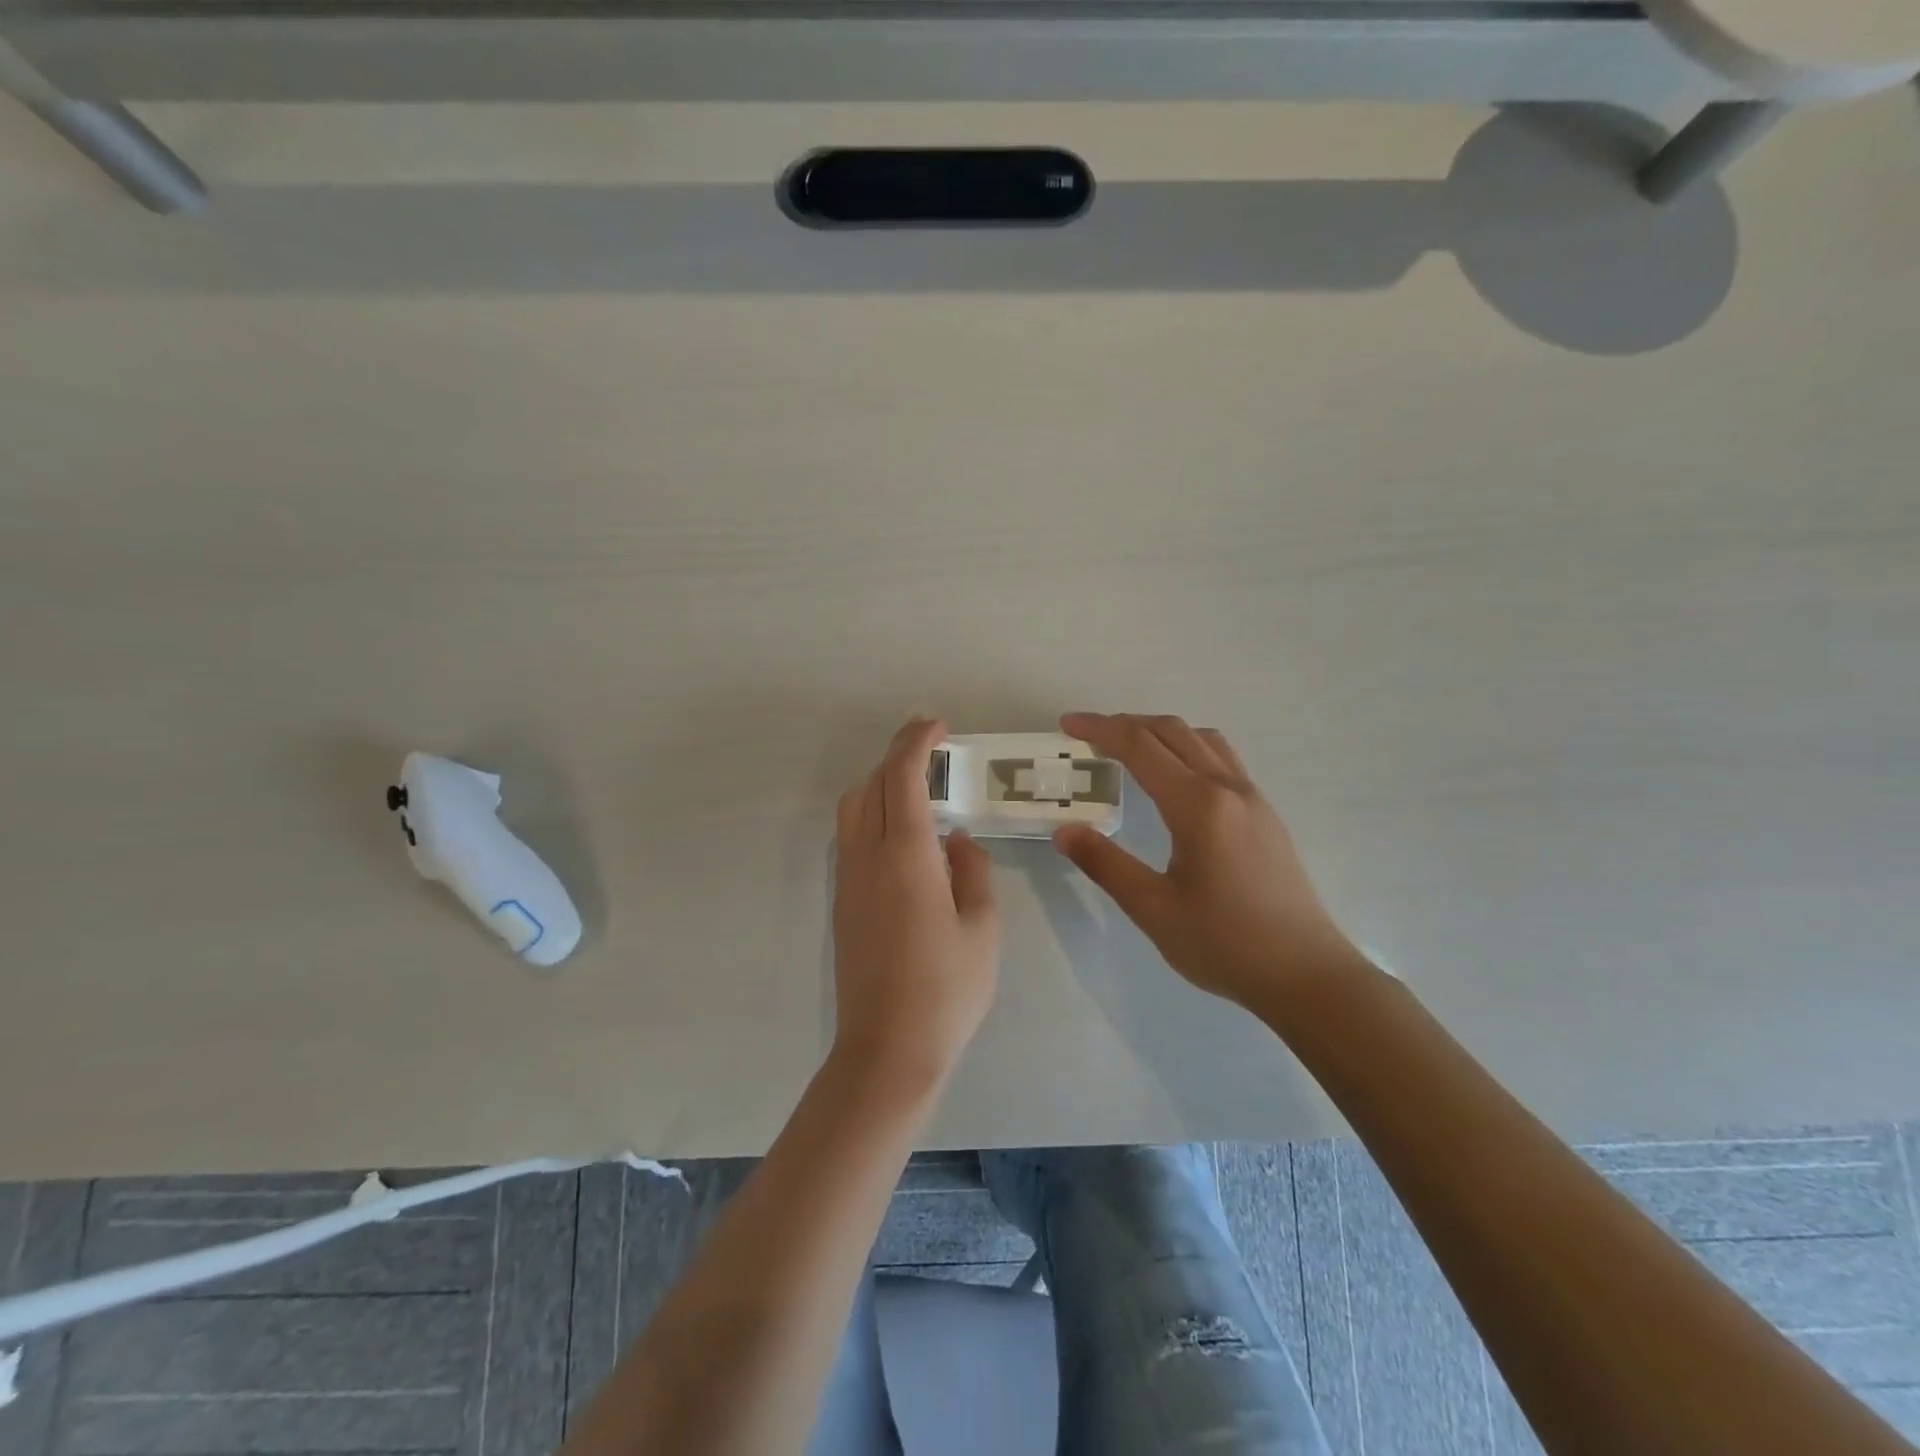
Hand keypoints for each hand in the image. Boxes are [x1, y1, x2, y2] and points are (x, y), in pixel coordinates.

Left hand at [831, 717, 1001, 1096]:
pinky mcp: (842, 901)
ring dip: (880, 784)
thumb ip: (973, 871)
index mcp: (906, 856)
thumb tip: (955, 841)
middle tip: (933, 751)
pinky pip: (851, 836)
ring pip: (853, 809)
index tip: (938, 726)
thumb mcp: (983, 927)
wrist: (888, 1049)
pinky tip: (904, 834)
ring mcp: (848, 880)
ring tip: (919, 788)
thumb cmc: (947, 988)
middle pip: (869, 785)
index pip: (901, 778)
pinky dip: (872, 813)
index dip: (916, 742)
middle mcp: (867, 857)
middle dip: (897, 756)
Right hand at [1052, 712, 1365, 1010]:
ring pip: (1202, 739)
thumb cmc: (1225, 945)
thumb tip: (1065, 831)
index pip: (1141, 747)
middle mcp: (1228, 788)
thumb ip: (1106, 864)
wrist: (1307, 975)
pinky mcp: (1265, 814)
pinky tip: (1175, 779)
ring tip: (1128, 748)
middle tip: (1088, 734)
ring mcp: (1252, 798)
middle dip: (1126, 724)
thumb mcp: (1154, 909)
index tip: (1068, 724)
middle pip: (1172, 731)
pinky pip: (1221, 758)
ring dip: (1160, 732)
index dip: (1101, 729)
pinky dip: (1187, 748)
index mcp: (1198, 806)